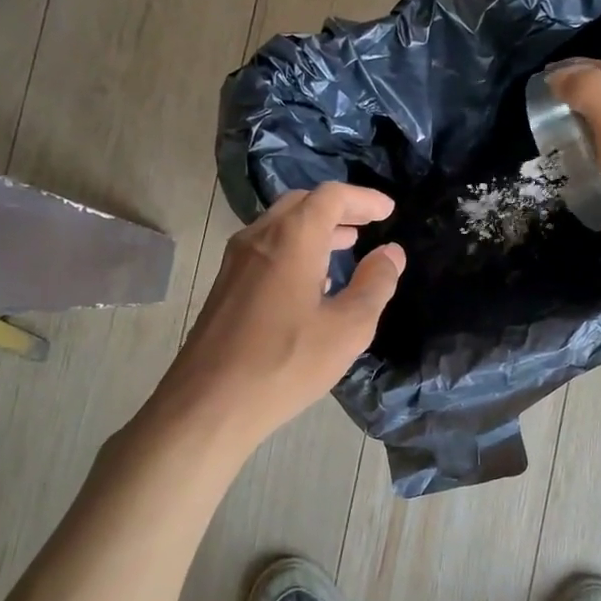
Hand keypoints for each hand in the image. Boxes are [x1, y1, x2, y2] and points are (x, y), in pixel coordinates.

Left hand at [159, 183, 405, 448]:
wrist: (209, 404)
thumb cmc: (285, 363)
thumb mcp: (348, 328)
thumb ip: (375, 284)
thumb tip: (391, 253)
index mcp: (292, 239)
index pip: (331, 196)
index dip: (363, 198)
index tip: (389, 210)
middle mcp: (259, 237)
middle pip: (302, 203)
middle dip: (339, 208)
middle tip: (369, 223)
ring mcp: (236, 261)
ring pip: (281, 225)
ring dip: (317, 228)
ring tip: (348, 245)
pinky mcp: (226, 285)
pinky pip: (267, 248)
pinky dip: (296, 247)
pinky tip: (312, 279)